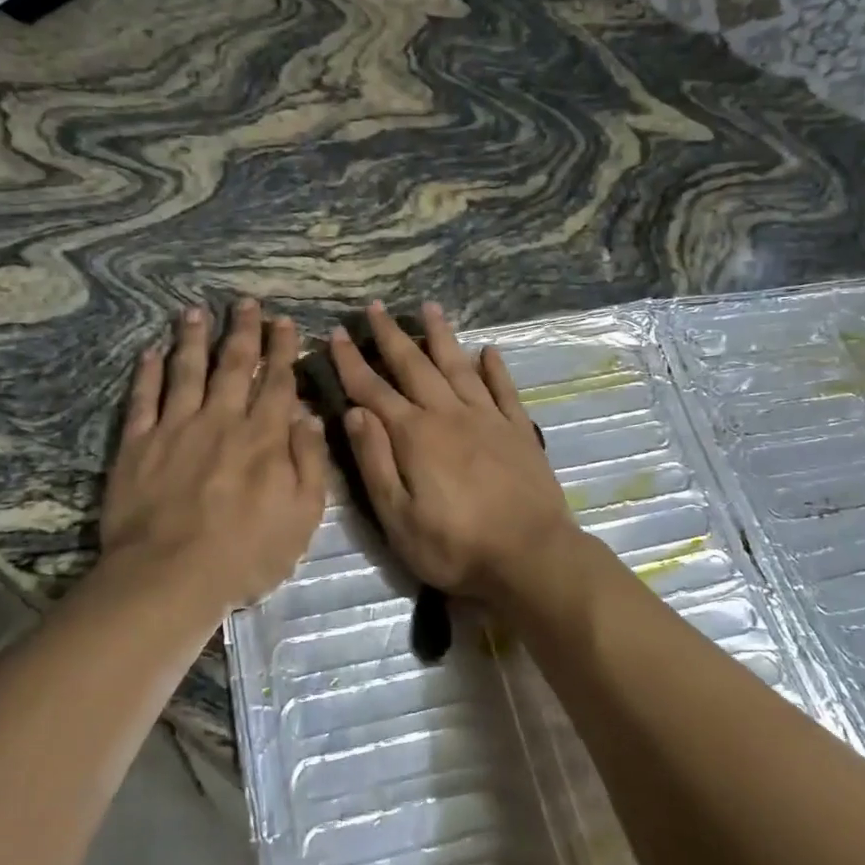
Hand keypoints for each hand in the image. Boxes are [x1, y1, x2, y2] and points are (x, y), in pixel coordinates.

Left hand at [101, 300, 327, 611]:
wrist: (169, 577)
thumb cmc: (246, 553)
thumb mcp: (302, 516)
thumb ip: (309, 462)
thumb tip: (309, 416)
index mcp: (263, 437)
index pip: (277, 382)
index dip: (283, 349)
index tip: (284, 322)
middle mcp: (221, 420)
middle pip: (233, 365)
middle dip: (243, 331)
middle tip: (245, 303)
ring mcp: (175, 428)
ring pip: (187, 370)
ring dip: (193, 338)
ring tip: (195, 311)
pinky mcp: (137, 444)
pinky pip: (143, 398)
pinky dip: (148, 373)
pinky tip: (151, 352)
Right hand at [330, 301, 578, 601]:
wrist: (530, 557)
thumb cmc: (454, 546)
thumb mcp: (397, 517)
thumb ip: (374, 461)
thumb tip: (354, 413)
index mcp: (414, 435)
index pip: (373, 390)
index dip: (351, 362)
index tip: (335, 334)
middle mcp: (449, 415)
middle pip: (414, 366)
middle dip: (391, 335)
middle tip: (375, 307)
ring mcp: (488, 418)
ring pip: (458, 366)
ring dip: (441, 336)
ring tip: (429, 307)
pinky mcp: (519, 430)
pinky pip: (504, 389)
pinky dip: (494, 368)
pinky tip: (488, 350)